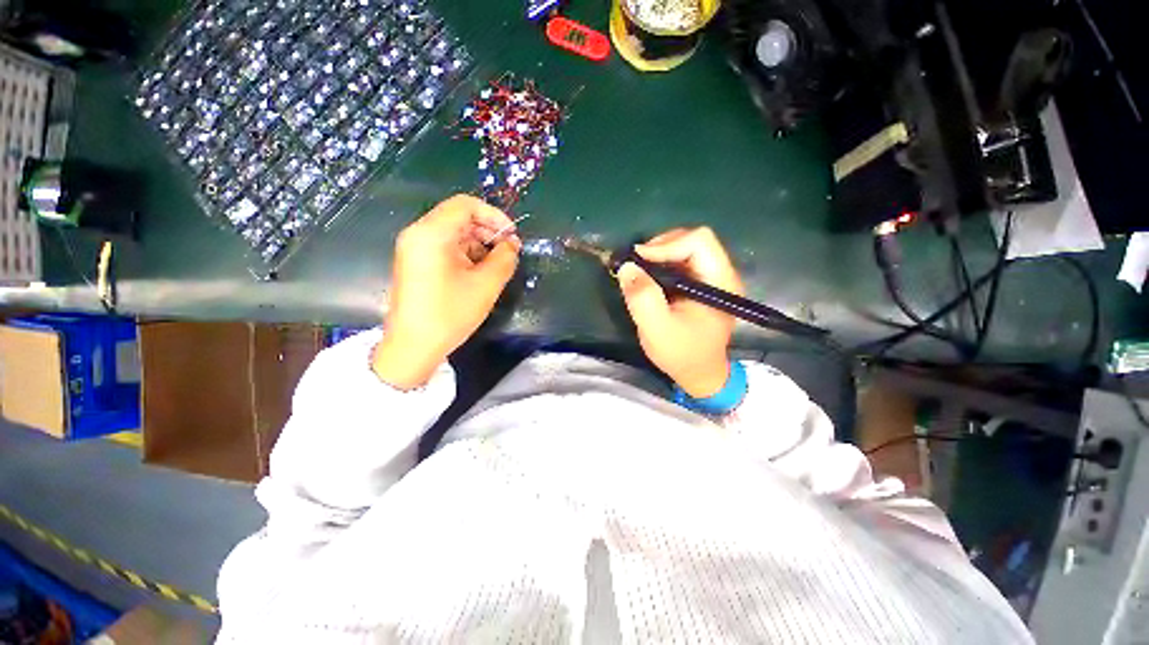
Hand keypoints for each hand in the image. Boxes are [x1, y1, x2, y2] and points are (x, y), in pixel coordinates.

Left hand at [373, 194, 520, 388]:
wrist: (412, 348)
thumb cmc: (449, 314)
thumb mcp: (486, 285)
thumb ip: (505, 258)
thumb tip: (512, 244)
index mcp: (431, 233)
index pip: (466, 205)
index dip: (494, 216)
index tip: (512, 237)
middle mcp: (418, 234)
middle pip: (459, 217)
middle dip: (488, 231)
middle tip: (509, 252)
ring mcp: (414, 249)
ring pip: (454, 233)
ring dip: (479, 244)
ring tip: (497, 266)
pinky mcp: (416, 263)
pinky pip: (445, 247)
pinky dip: (466, 254)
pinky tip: (479, 273)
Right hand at [616, 227, 743, 397]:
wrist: (699, 373)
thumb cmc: (682, 354)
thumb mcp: (657, 329)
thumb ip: (643, 298)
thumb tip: (627, 266)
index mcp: (720, 282)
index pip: (699, 241)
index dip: (667, 245)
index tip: (640, 262)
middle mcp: (721, 274)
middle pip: (693, 239)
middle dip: (660, 247)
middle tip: (637, 265)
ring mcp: (712, 278)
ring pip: (685, 247)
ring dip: (659, 255)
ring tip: (640, 272)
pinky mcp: (701, 283)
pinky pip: (681, 261)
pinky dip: (661, 264)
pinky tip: (649, 278)